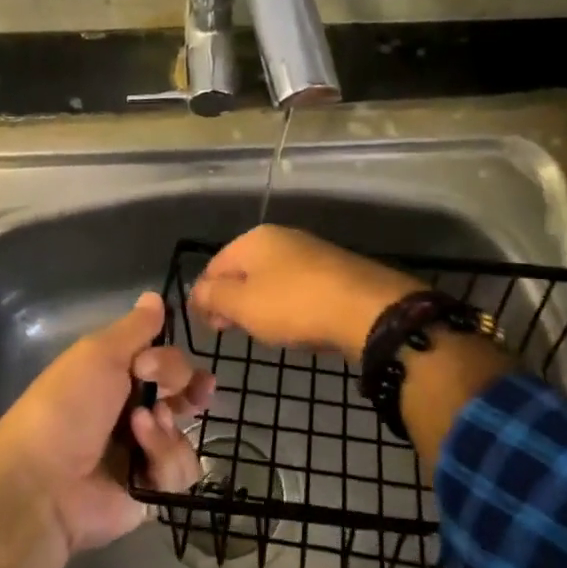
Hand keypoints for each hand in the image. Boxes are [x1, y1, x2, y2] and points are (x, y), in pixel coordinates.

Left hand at [0, 292, 209, 554]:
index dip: (169, 360)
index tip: (150, 366)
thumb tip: (155, 296)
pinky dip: (165, 460)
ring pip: (187, 430)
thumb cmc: (67, 407)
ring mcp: (143, 452)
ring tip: (139, 429)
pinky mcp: (151, 488)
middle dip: (188, 389)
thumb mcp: (98, 354)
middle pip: (184, 393)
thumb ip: (135, 328)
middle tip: (184, 394)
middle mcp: (132, 410)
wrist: (44, 482)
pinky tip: (141, 459)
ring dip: (167, 428)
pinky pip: (183, 470)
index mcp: (116, 377)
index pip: (165, 360)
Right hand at [189, 225, 420, 362]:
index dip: (204, 296)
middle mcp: (281, 237)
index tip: (208, 326)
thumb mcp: (242, 305)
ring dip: (260, 303)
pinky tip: (294, 323)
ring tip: (262, 330)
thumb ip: (213, 296)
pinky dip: (288, 304)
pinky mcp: (335, 270)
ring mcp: (311, 252)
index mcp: (253, 239)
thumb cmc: (294, 305)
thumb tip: (199, 291)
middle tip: (231, 330)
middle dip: (232, 299)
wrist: (367, 309)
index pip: (214, 266)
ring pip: (271, 278)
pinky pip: (298, 287)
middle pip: (243, 270)